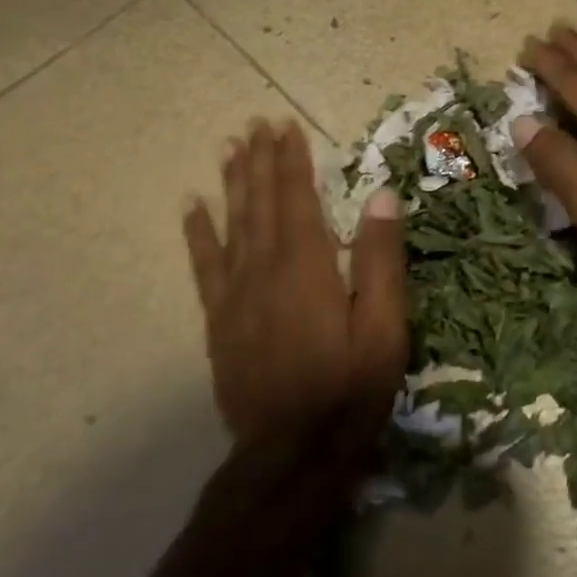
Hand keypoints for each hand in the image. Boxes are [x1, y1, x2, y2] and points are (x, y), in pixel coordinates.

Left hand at [183, 120, 407, 444]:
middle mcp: (265, 269)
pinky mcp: (220, 321)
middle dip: (260, 160)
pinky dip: (198, 233)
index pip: (298, 198)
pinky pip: (204, 266)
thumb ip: (379, 259)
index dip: (292, 160)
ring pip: (232, 224)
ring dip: (231, 183)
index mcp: (308, 266)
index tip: (285, 126)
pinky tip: (192, 207)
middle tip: (255, 124)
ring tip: (228, 148)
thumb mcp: (385, 327)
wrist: (292, 452)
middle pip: (261, 203)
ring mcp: (236, 295)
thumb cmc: (350, 389)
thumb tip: (380, 195)